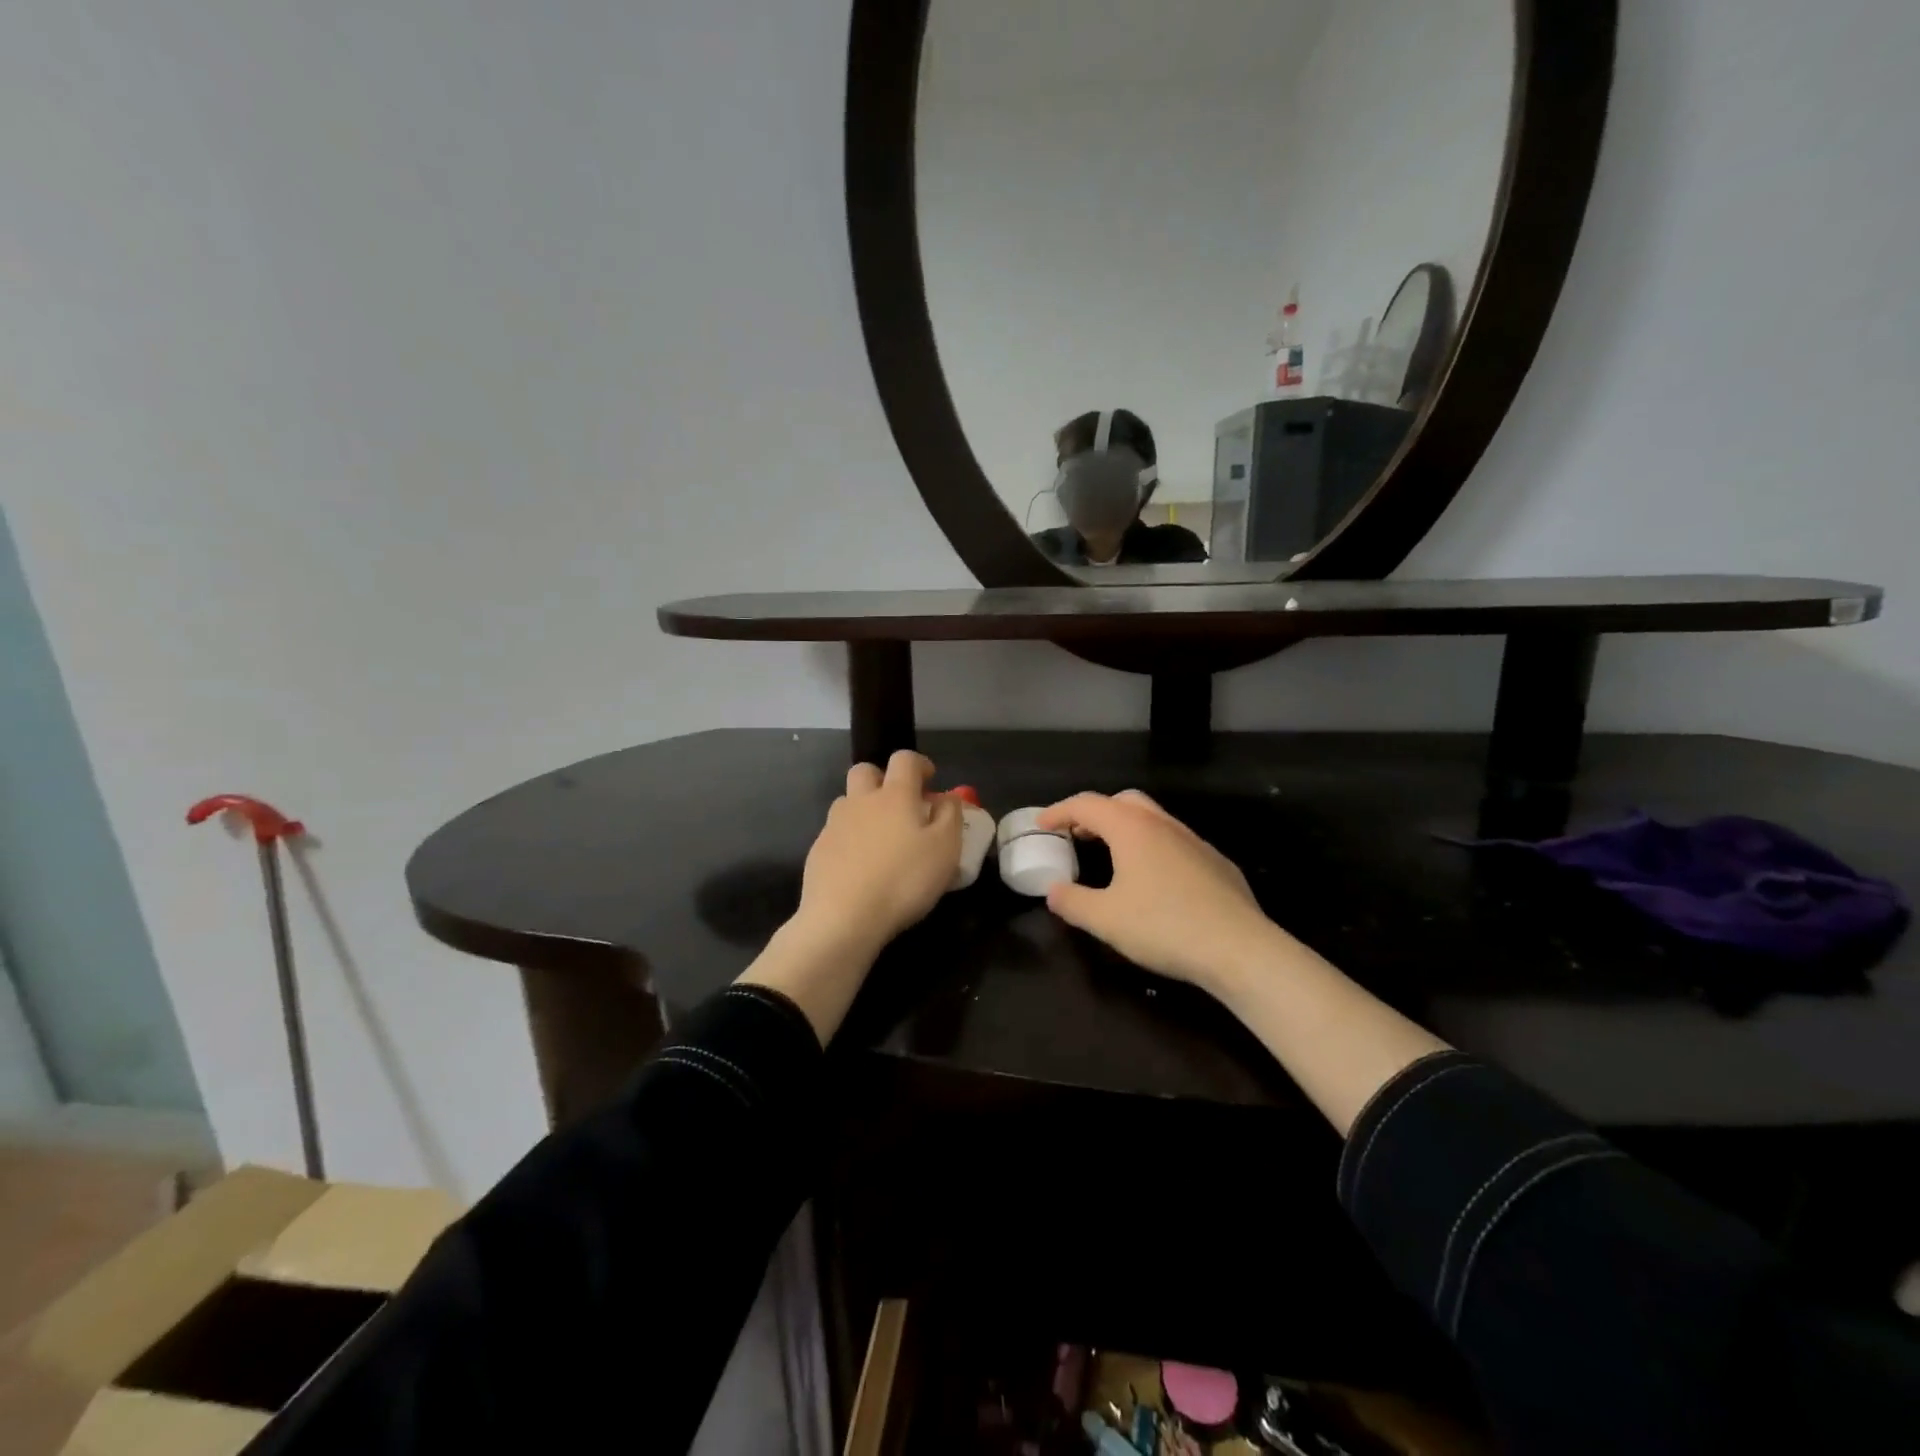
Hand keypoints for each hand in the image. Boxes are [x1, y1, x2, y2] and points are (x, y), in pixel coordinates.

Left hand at [795, 750, 961, 958]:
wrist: (843, 918)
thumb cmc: (904, 880)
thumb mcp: (945, 849)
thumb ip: (950, 816)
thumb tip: (946, 797)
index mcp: (895, 795)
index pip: (904, 759)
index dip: (919, 764)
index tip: (930, 781)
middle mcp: (861, 801)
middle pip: (866, 771)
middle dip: (883, 779)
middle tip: (900, 805)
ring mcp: (834, 825)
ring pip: (848, 802)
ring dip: (864, 809)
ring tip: (880, 839)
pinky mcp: (817, 851)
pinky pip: (836, 833)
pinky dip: (850, 840)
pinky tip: (860, 866)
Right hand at [1037, 790, 1290, 992]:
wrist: (1240, 948)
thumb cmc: (1163, 926)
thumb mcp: (1105, 919)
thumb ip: (1072, 901)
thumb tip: (1054, 891)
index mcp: (1131, 828)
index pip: (1087, 805)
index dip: (1059, 812)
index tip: (1042, 826)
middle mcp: (1163, 824)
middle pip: (1123, 802)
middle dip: (1096, 814)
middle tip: (1078, 836)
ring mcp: (1195, 841)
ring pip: (1153, 820)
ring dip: (1126, 830)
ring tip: (1112, 858)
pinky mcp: (1216, 863)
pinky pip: (1175, 843)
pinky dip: (1153, 849)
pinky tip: (1154, 883)